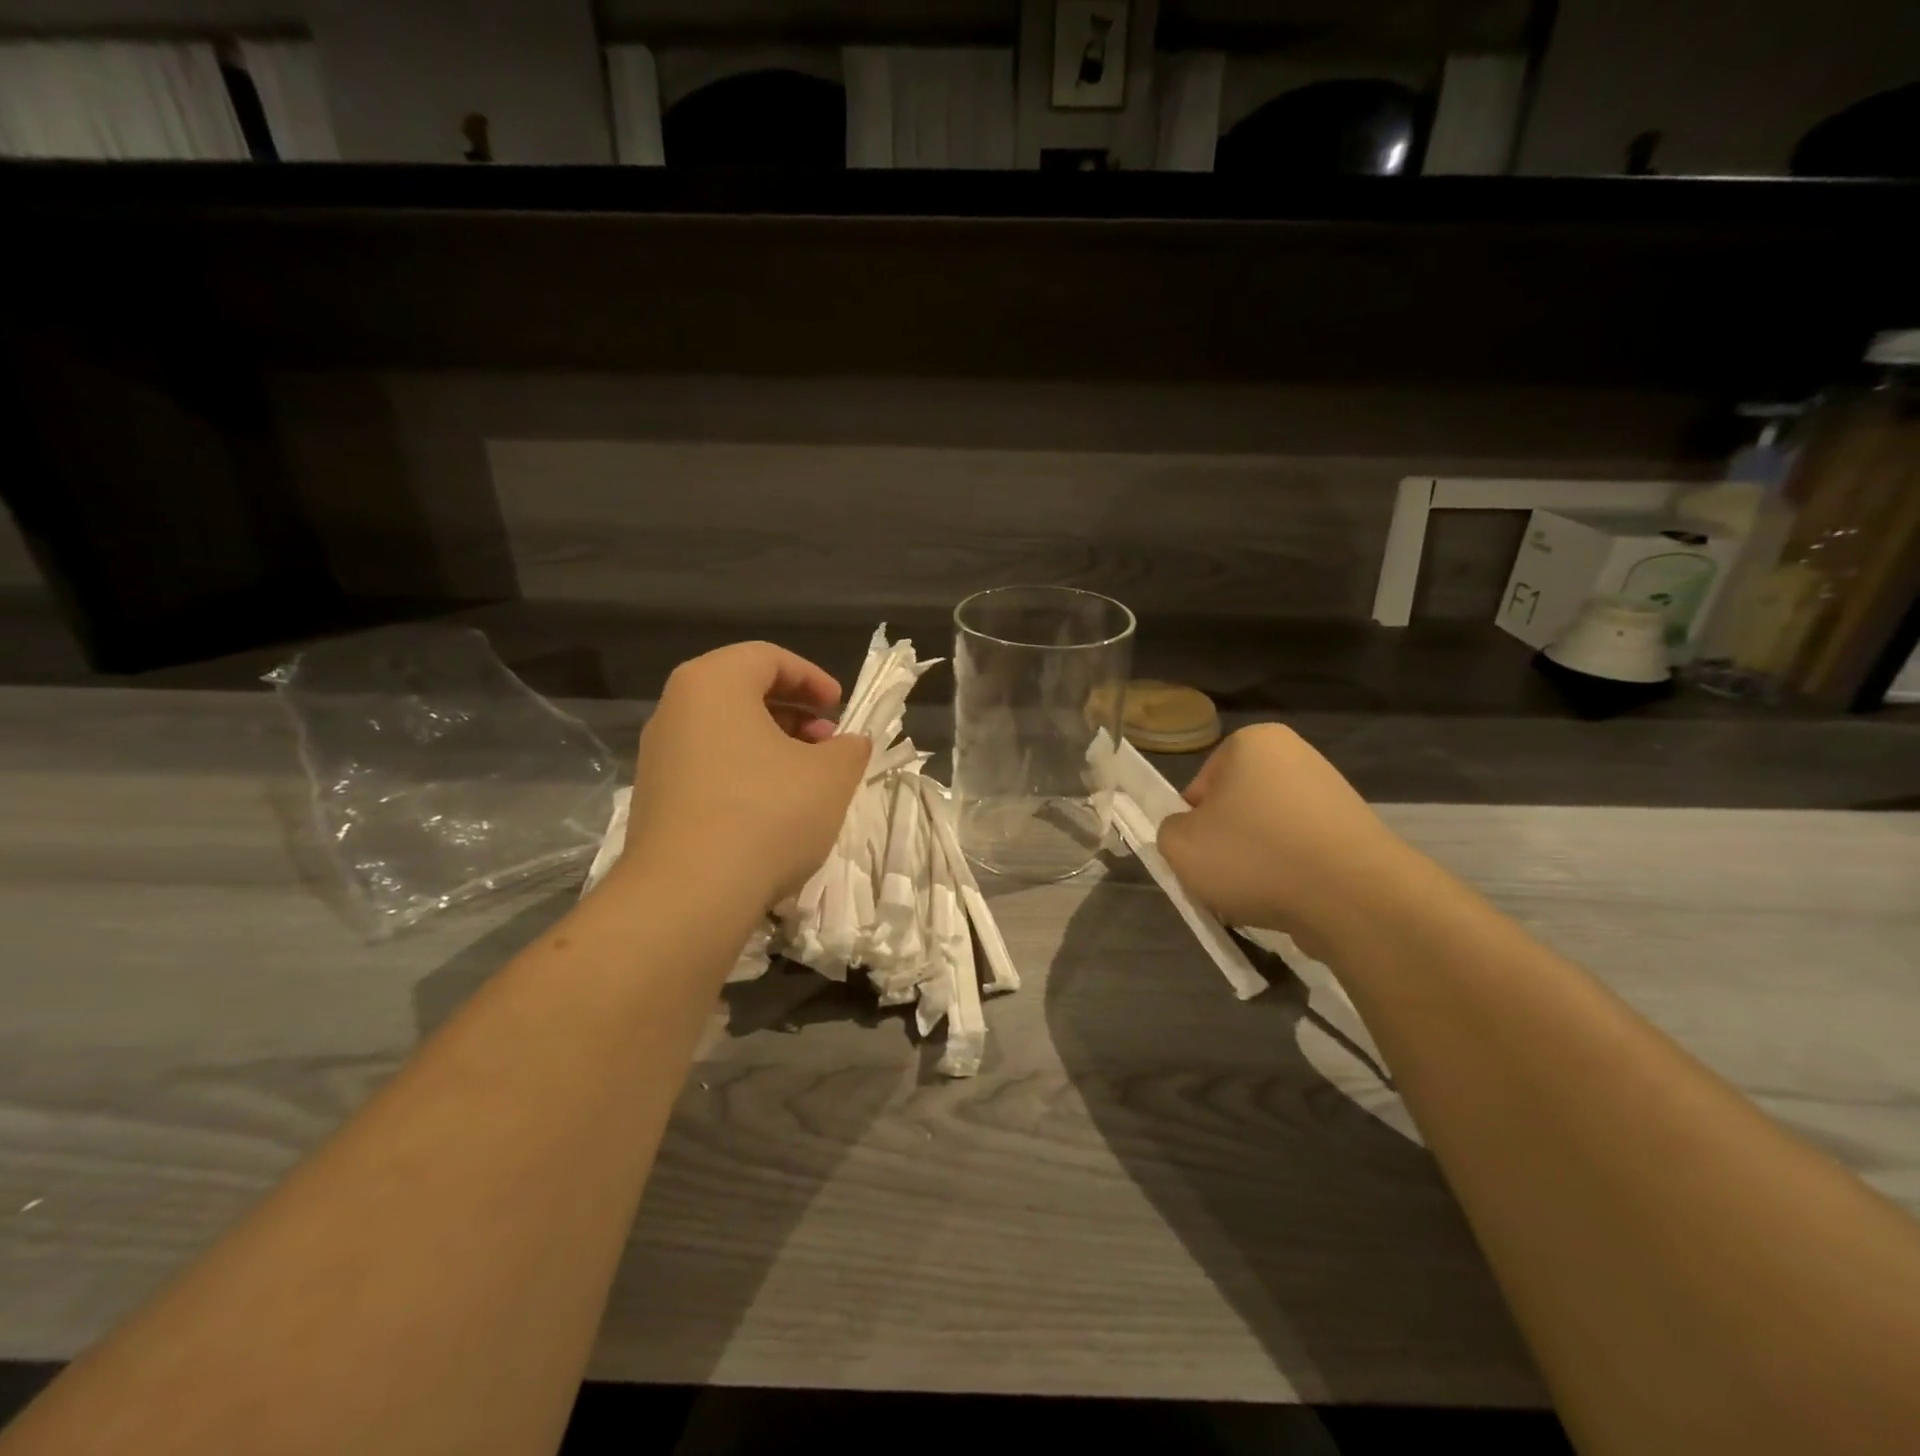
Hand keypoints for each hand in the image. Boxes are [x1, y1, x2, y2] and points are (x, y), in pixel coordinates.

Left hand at [621, 642, 870, 907]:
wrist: (688, 894)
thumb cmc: (767, 812)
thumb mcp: (830, 776)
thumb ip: (849, 749)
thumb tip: (849, 744)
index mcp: (713, 683)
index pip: (767, 658)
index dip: (812, 678)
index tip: (840, 706)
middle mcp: (676, 709)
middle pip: (743, 692)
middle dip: (794, 713)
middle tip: (828, 742)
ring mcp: (658, 756)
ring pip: (725, 732)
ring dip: (772, 745)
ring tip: (806, 778)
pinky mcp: (654, 800)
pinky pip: (708, 767)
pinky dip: (745, 773)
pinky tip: (772, 810)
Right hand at [1156, 724, 1417, 954]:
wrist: (1355, 898)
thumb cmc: (1255, 856)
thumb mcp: (1180, 845)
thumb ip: (1169, 832)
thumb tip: (1191, 836)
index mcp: (1252, 742)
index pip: (1200, 787)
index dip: (1193, 825)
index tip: (1200, 855)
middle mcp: (1296, 756)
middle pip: (1236, 810)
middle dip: (1227, 846)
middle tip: (1223, 880)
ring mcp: (1332, 794)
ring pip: (1268, 834)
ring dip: (1257, 864)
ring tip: (1257, 899)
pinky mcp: (1356, 833)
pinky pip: (1303, 853)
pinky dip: (1291, 876)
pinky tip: (1290, 902)